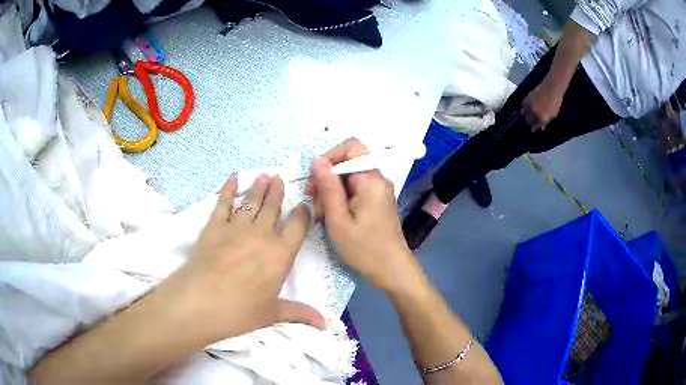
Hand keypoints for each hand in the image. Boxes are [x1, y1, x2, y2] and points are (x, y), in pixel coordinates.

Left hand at [167, 174, 325, 341]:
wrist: (202, 302)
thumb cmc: (242, 311)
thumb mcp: (273, 313)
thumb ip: (300, 313)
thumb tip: (326, 324)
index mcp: (280, 254)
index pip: (297, 227)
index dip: (302, 214)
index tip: (304, 204)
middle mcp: (262, 235)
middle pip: (273, 208)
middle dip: (278, 192)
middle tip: (280, 178)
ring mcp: (237, 228)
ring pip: (252, 202)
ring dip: (259, 187)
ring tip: (265, 175)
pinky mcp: (214, 226)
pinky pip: (224, 202)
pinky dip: (228, 189)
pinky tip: (233, 178)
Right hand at [307, 138, 418, 291]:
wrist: (392, 270)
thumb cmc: (364, 249)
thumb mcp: (338, 220)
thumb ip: (328, 187)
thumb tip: (318, 160)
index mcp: (371, 180)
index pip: (351, 147)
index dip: (329, 156)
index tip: (314, 178)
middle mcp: (378, 180)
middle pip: (348, 164)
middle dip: (327, 179)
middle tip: (314, 202)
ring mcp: (378, 191)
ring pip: (348, 179)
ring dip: (331, 192)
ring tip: (322, 215)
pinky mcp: (377, 202)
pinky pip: (355, 191)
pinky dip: (341, 200)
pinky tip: (333, 218)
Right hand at [521, 78, 563, 130]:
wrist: (551, 87)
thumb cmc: (555, 102)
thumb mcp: (553, 115)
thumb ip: (546, 122)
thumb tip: (541, 127)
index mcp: (541, 118)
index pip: (535, 126)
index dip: (534, 127)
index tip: (534, 128)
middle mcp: (534, 113)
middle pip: (528, 121)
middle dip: (529, 122)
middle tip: (531, 122)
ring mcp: (529, 105)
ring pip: (524, 113)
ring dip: (525, 115)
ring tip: (528, 115)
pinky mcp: (527, 98)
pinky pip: (523, 105)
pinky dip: (524, 107)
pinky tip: (526, 107)